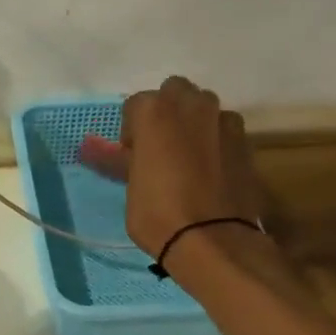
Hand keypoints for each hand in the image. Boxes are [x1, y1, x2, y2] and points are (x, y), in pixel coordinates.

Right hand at [79, 76, 266, 260]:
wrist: (212, 240)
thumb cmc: (158, 214)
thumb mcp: (129, 188)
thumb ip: (117, 159)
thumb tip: (89, 148)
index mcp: (156, 111)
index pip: (136, 105)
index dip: (132, 131)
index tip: (131, 156)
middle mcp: (192, 104)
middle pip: (175, 94)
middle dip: (166, 114)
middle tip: (159, 149)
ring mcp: (224, 120)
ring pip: (204, 109)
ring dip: (193, 125)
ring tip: (187, 161)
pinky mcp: (246, 141)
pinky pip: (224, 131)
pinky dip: (215, 143)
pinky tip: (210, 173)